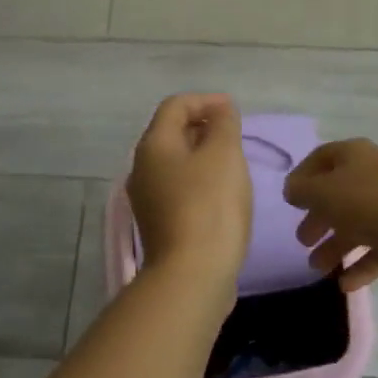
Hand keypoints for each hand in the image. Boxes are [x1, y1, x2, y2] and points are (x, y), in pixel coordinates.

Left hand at [127, 94, 252, 292]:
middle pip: (172, 133)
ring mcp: (147, 199)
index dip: (205, 100)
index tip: (234, 111)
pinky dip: (200, 181)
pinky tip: (222, 195)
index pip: (176, 106)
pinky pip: (179, 189)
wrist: (192, 277)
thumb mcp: (224, 154)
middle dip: (204, 127)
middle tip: (235, 135)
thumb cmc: (210, 205)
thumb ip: (224, 124)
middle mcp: (142, 168)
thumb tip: (220, 109)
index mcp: (154, 145)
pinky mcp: (159, 225)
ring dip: (203, 155)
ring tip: (233, 164)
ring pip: (176, 163)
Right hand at [284, 139, 377, 289]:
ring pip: (358, 223)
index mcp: (355, 155)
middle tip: (302, 239)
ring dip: (336, 245)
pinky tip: (345, 285)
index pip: (322, 158)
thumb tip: (292, 189)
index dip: (303, 176)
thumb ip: (302, 190)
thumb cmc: (370, 203)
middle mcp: (375, 174)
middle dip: (318, 216)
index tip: (289, 200)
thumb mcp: (324, 193)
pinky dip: (361, 264)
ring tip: (317, 268)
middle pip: (340, 193)